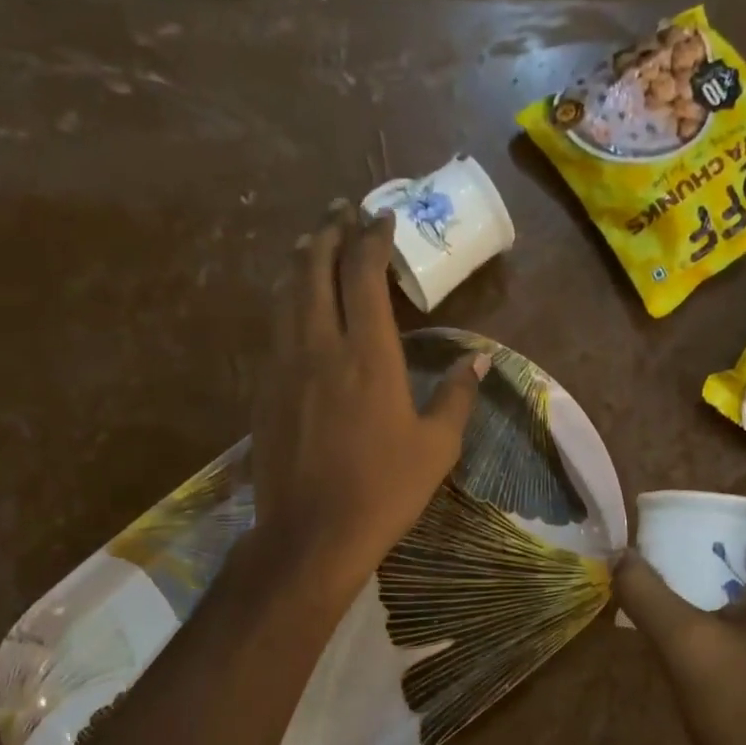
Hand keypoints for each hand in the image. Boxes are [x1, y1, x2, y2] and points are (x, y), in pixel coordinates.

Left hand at [249, 199, 489, 597]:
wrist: (312, 534)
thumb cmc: (384, 490)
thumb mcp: (437, 446)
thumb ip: (456, 394)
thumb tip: (481, 359)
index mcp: (368, 356)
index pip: (363, 276)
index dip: (372, 240)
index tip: (382, 219)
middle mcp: (320, 347)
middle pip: (315, 271)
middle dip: (329, 233)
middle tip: (341, 210)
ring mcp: (285, 367)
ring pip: (286, 295)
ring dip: (302, 261)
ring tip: (313, 241)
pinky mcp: (264, 391)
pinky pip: (274, 328)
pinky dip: (286, 300)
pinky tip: (293, 303)